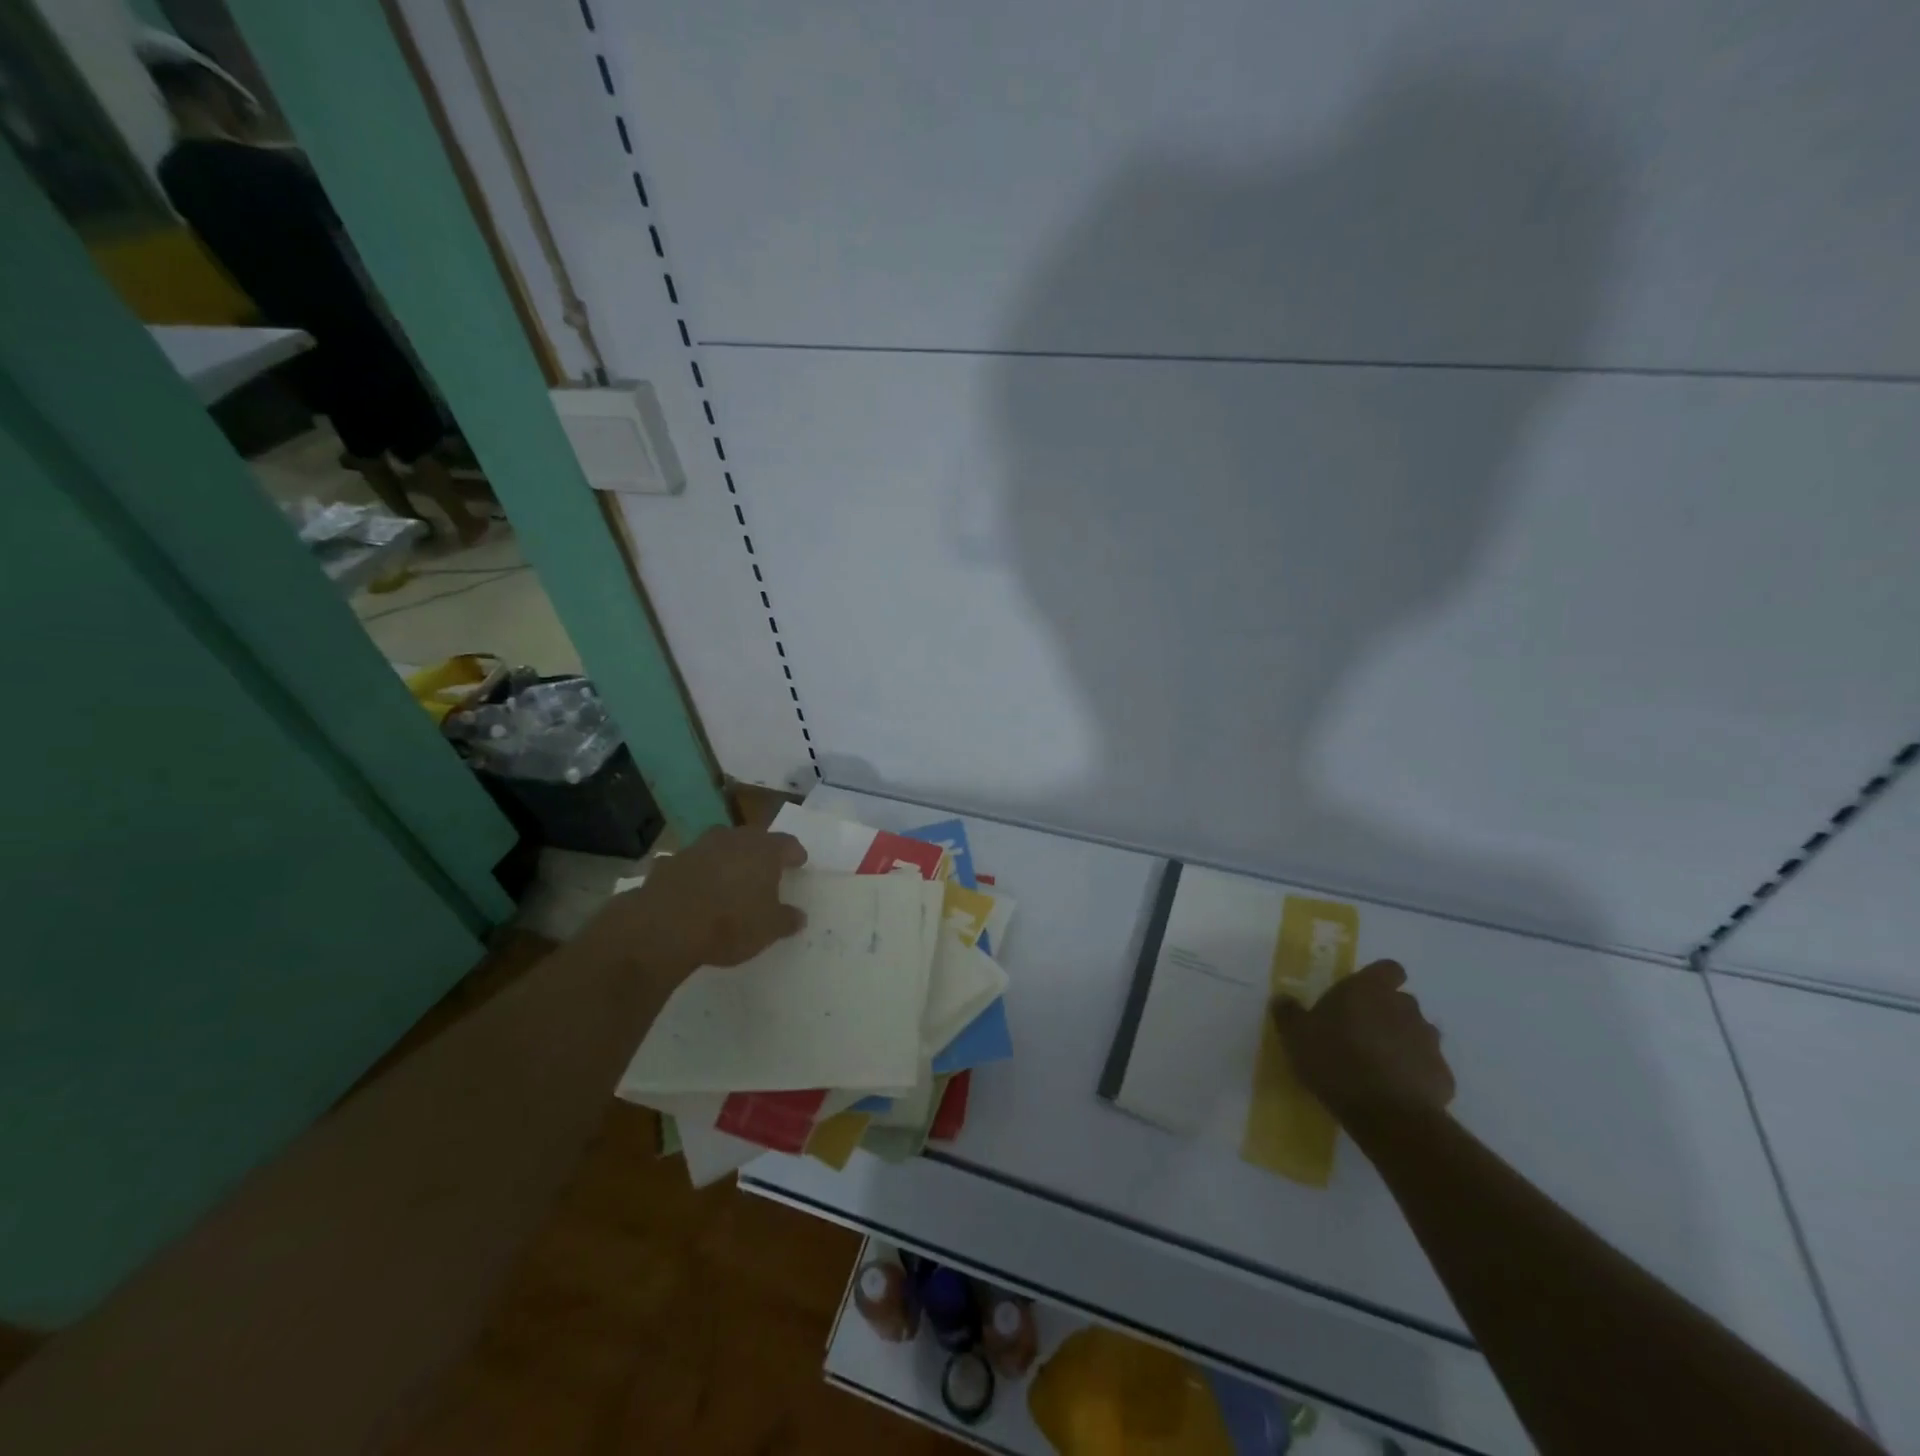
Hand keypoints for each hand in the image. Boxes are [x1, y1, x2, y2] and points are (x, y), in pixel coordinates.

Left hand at [577, 827, 807, 983]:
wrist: (666, 926)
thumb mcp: (768, 929)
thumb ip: (786, 920)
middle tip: (765, 867)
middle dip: (760, 851)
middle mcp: (733, 840)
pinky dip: (696, 872)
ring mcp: (699, 847)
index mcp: (764, 850)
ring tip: (729, 876)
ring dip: (726, 857)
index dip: (794, 853)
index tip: (799, 861)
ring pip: (719, 845)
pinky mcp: (670, 862)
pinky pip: (691, 863)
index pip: (787, 843)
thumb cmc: (730, 923)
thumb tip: (799, 917)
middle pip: (752, 838)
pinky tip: (695, 889)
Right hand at [1272, 960, 1455, 1126]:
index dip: (1379, 979)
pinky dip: (1415, 1074)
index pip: (1389, 969)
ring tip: (1379, 1064)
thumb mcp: (1295, 1035)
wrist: (1387, 1114)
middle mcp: (1405, 1008)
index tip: (1363, 995)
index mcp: (1370, 989)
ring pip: (1418, 1033)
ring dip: (1403, 1042)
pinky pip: (1427, 1067)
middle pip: (1402, 1001)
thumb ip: (1289, 1013)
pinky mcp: (1443, 1075)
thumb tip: (1282, 998)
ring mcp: (1429, 1042)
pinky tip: (1395, 1090)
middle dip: (1387, 1013)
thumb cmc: (1335, 1060)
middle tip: (1362, 1033)